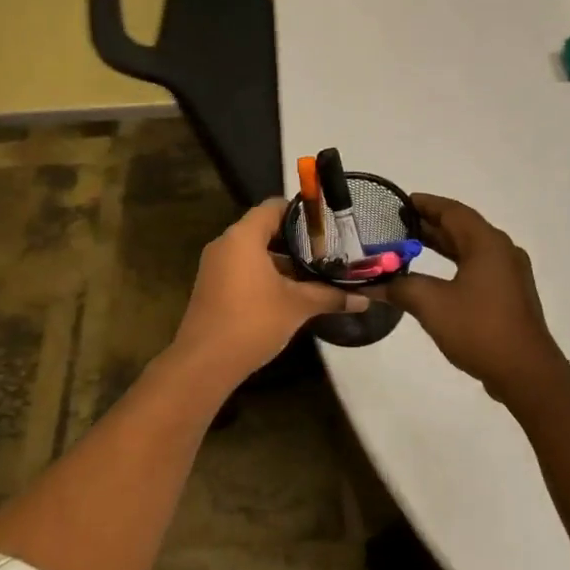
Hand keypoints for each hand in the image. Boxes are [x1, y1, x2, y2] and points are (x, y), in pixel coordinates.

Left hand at [169, 199, 365, 386]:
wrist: (205, 362)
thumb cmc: (253, 321)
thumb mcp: (297, 306)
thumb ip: (330, 296)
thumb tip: (365, 299)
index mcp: (243, 237)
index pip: (274, 207)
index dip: (301, 212)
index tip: (327, 226)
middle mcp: (226, 244)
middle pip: (265, 229)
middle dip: (296, 241)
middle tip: (328, 251)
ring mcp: (216, 266)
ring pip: (255, 252)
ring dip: (283, 262)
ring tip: (315, 273)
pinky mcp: (213, 287)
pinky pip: (243, 269)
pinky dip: (266, 275)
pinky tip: (290, 293)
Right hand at [386, 194, 569, 402]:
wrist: (525, 372)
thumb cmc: (479, 329)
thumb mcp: (431, 305)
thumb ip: (401, 288)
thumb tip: (373, 283)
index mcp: (487, 244)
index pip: (453, 211)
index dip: (426, 204)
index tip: (401, 202)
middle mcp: (502, 251)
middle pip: (462, 228)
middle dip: (430, 225)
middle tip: (397, 224)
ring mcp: (510, 274)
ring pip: (470, 249)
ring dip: (442, 246)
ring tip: (410, 246)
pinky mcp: (510, 295)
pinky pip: (478, 268)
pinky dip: (454, 265)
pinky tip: (434, 278)